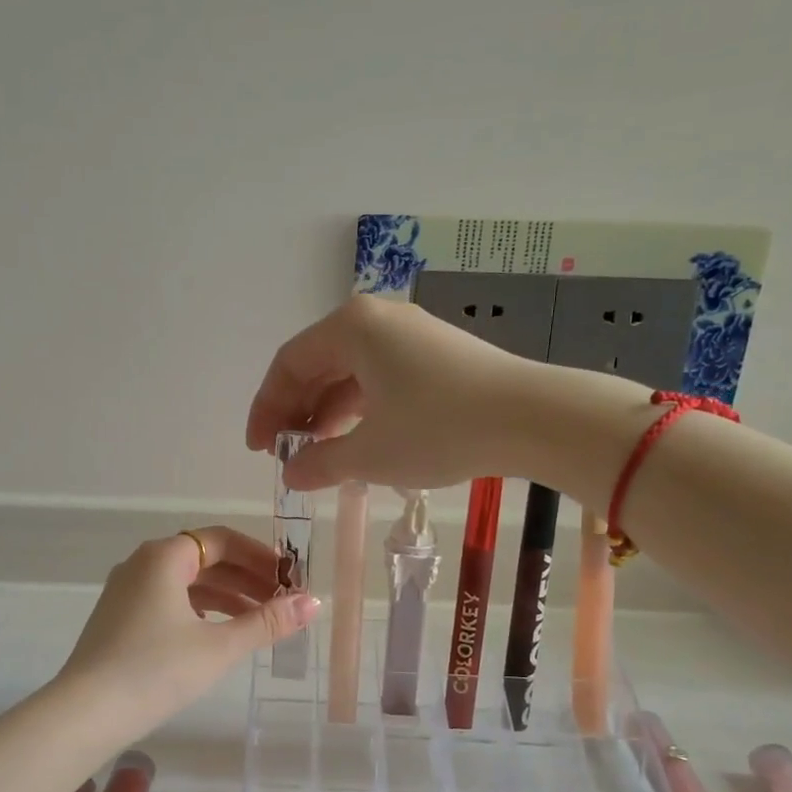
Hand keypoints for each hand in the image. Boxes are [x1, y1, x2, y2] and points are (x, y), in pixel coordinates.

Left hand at [58, 527, 319, 718]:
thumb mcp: (219, 646)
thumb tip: (314, 603)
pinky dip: (200, 611)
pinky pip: (169, 602)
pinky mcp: (119, 619)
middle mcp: (142, 564)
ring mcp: (126, 592)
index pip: (222, 540)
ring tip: (260, 621)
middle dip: (247, 579)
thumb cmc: (156, 670)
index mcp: (164, 556)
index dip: (260, 556)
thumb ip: (267, 622)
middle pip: (205, 560)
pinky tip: (219, 634)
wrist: (85, 714)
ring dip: (226, 597)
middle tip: (282, 603)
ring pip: (187, 583)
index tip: (289, 578)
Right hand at [245, 295, 546, 491]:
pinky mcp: (436, 355)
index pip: (289, 364)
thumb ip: (319, 463)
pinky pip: (379, 378)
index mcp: (351, 327)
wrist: (532, 418)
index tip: (259, 450)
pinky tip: (357, 442)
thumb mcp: (369, 454)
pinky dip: (360, 409)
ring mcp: (410, 335)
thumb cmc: (438, 429)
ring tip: (318, 455)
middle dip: (296, 411)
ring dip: (327, 413)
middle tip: (285, 454)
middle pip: (318, 364)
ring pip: (350, 372)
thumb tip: (291, 473)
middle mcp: (377, 319)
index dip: (266, 408)